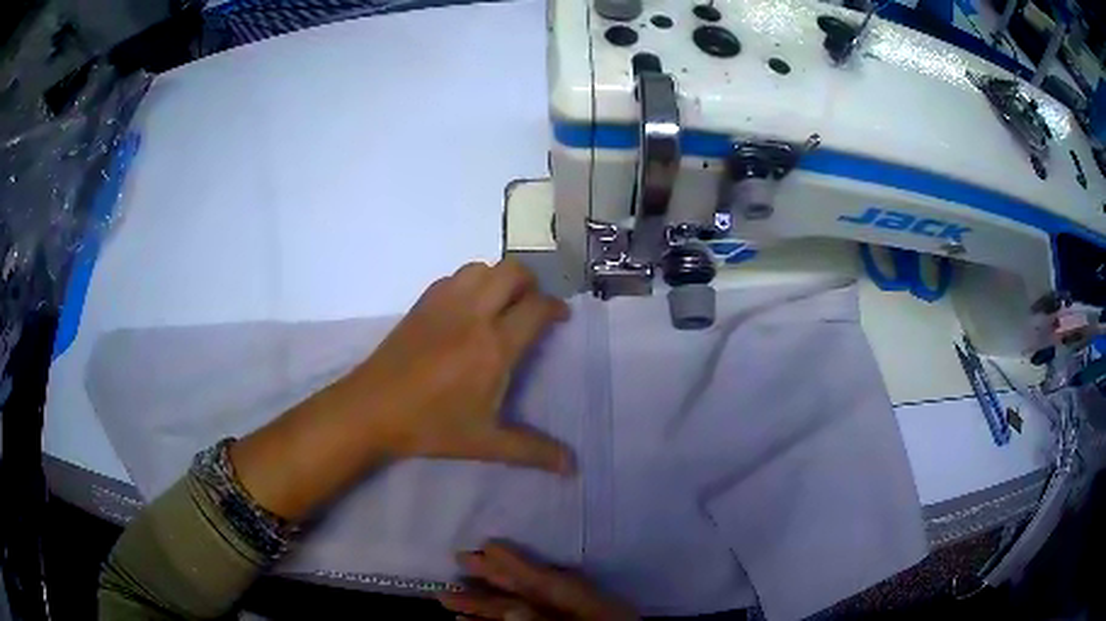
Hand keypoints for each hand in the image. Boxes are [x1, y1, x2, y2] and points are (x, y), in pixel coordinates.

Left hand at [229, 259, 572, 520]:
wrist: (372, 409)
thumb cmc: (431, 426)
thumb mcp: (486, 442)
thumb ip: (532, 451)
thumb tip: (572, 467)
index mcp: (494, 345)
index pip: (537, 307)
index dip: (555, 308)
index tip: (560, 318)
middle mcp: (473, 314)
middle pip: (513, 272)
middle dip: (531, 283)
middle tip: (532, 307)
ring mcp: (444, 303)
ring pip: (482, 267)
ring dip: (499, 278)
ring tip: (502, 303)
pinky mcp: (421, 303)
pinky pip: (454, 276)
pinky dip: (470, 281)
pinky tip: (467, 308)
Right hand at [438, 541, 637, 620]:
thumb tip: (511, 609)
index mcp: (584, 601)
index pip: (544, 578)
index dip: (515, 561)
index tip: (487, 543)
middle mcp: (569, 608)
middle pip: (524, 592)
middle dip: (490, 579)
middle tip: (458, 558)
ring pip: (514, 612)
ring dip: (481, 606)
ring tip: (448, 597)